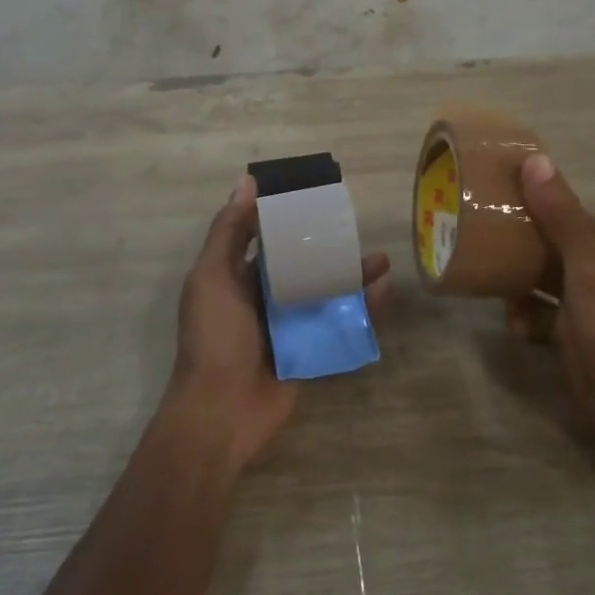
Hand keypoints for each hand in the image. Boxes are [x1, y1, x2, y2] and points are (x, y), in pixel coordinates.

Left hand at [170, 175, 391, 469]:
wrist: (221, 412)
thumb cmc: (214, 337)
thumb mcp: (212, 277)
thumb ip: (229, 231)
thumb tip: (246, 181)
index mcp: (236, 277)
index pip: (266, 239)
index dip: (288, 218)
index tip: (317, 197)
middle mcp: (263, 298)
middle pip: (301, 264)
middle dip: (328, 247)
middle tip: (356, 230)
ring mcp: (289, 326)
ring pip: (324, 292)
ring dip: (351, 276)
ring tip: (380, 261)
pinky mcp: (310, 350)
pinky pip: (339, 324)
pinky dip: (361, 310)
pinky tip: (382, 293)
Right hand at [506, 153, 594, 455]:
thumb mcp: (586, 265)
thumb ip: (561, 216)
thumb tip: (535, 161)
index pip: (560, 206)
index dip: (528, 196)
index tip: (489, 191)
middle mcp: (592, 264)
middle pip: (544, 240)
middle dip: (513, 240)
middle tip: (474, 234)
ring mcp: (580, 299)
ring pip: (535, 276)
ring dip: (513, 282)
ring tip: (488, 281)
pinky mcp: (567, 330)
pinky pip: (534, 311)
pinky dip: (522, 317)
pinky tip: (517, 327)